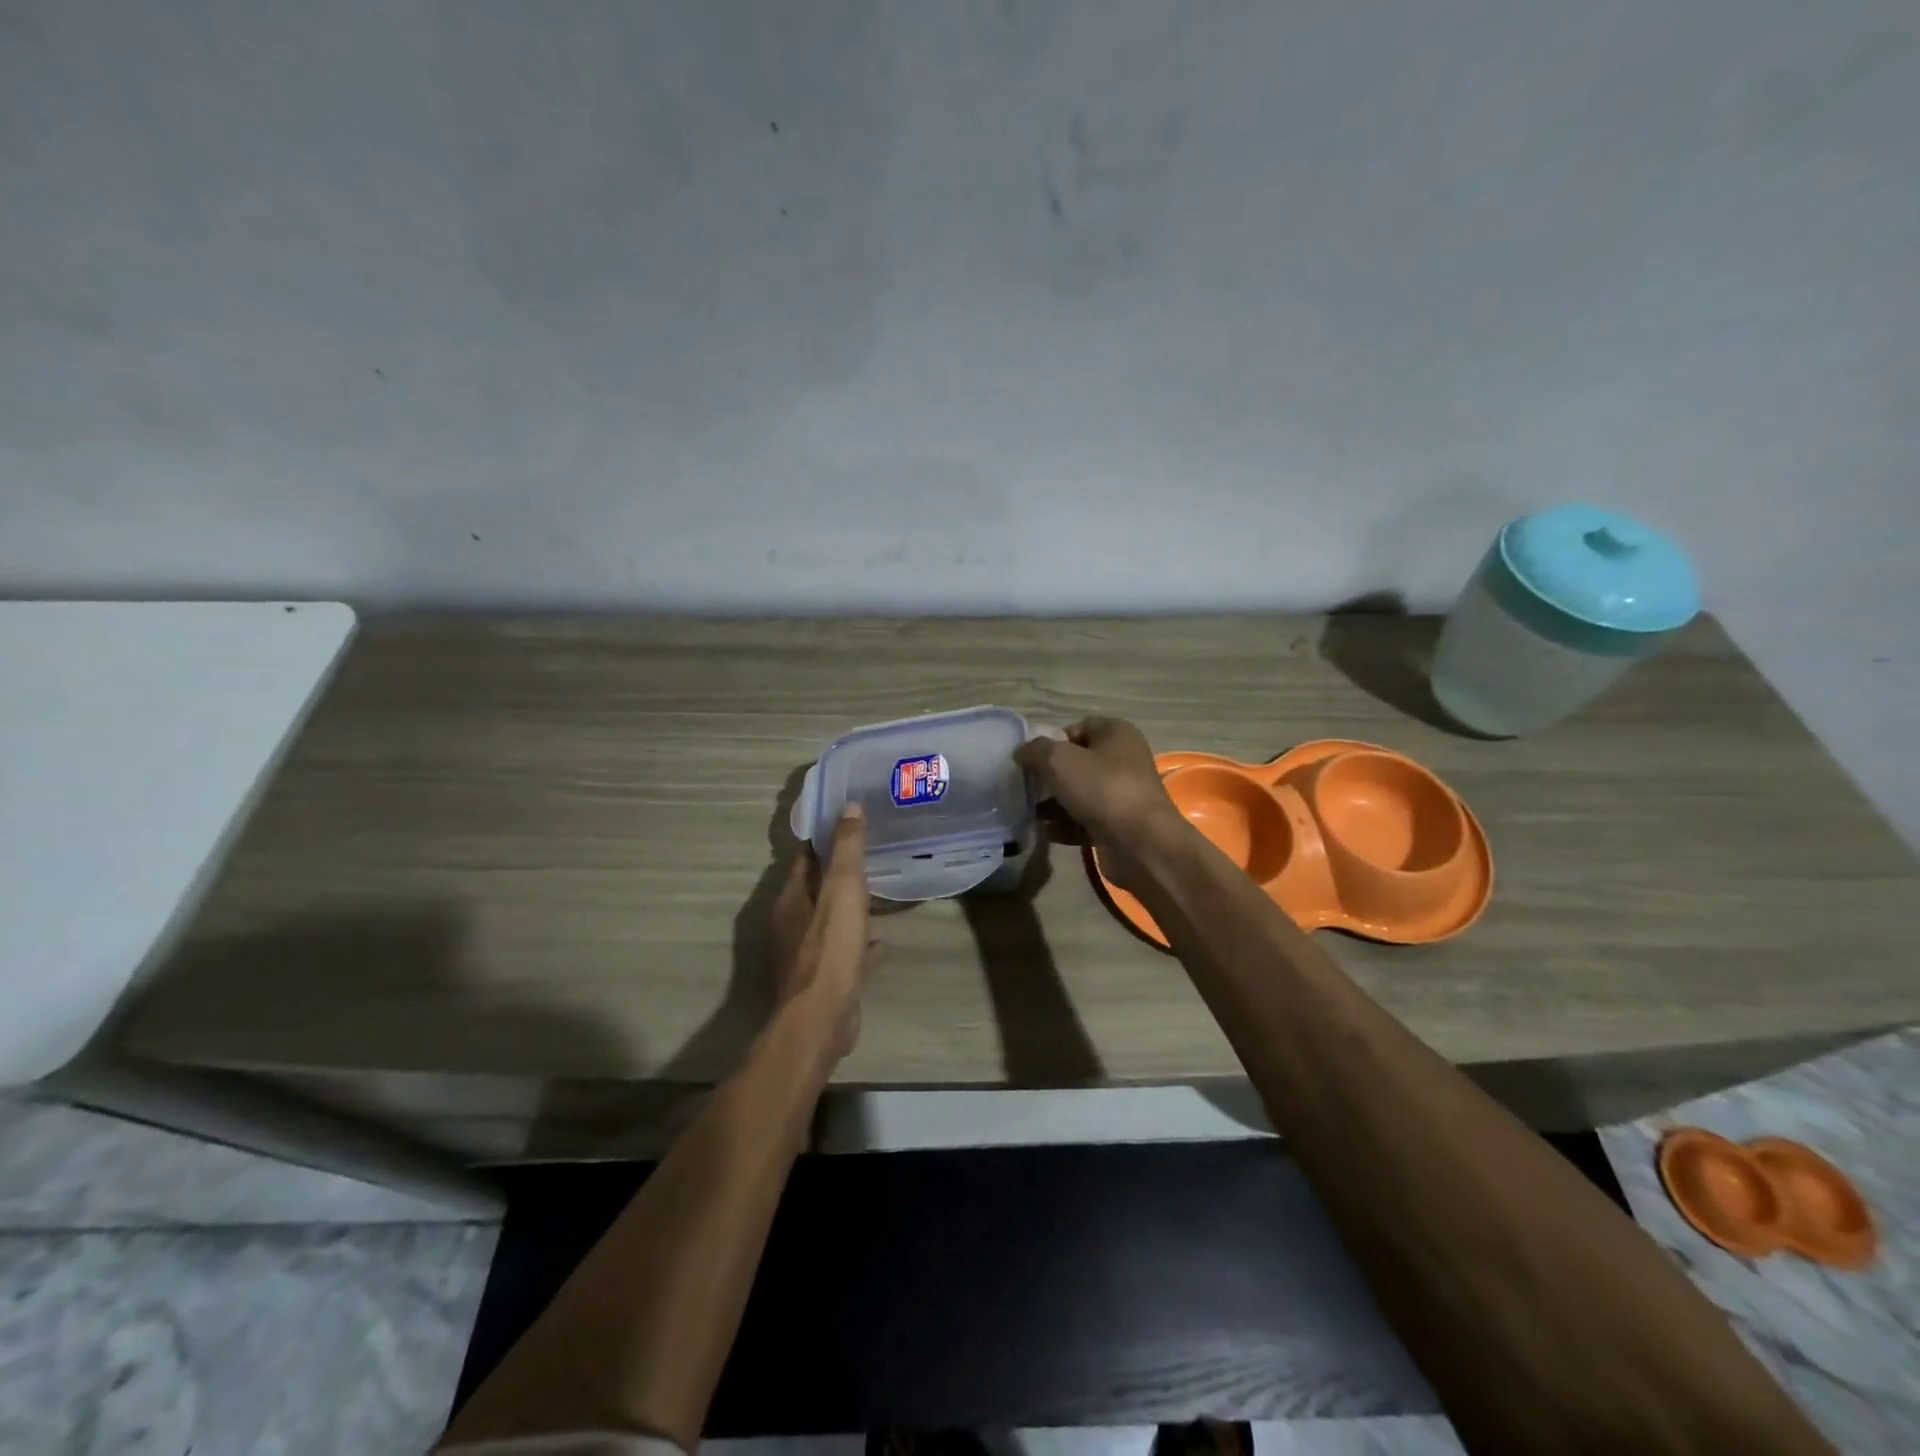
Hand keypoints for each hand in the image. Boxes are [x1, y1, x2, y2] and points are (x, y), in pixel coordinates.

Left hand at [767, 806, 882, 1060]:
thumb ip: (847, 849)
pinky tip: (883, 943)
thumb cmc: (829, 949)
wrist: (821, 1019)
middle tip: (872, 853)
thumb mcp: (843, 890)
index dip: (824, 837)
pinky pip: (844, 952)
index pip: (805, 857)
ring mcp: (806, 954)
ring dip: (850, 907)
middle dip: (840, 872)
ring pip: (830, 920)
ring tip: (880, 892)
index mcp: (791, 899)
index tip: (849, 820)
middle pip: (817, 888)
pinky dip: (861, 943)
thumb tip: (849, 806)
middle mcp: (792, 923)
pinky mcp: (824, 979)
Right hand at [1014, 716, 1189, 891]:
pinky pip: (1085, 820)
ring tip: (1030, 812)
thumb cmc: (1102, 789)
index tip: (1033, 758)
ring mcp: (1122, 794)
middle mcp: (1123, 760)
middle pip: (1078, 761)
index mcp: (1117, 734)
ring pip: (1080, 793)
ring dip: (1054, 803)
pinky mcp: (1118, 824)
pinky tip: (1044, 831)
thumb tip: (1023, 752)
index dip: (1054, 739)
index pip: (1080, 726)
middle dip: (1050, 774)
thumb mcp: (1059, 760)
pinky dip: (1065, 825)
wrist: (1141, 844)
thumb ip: (1035, 750)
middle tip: (1027, 786)